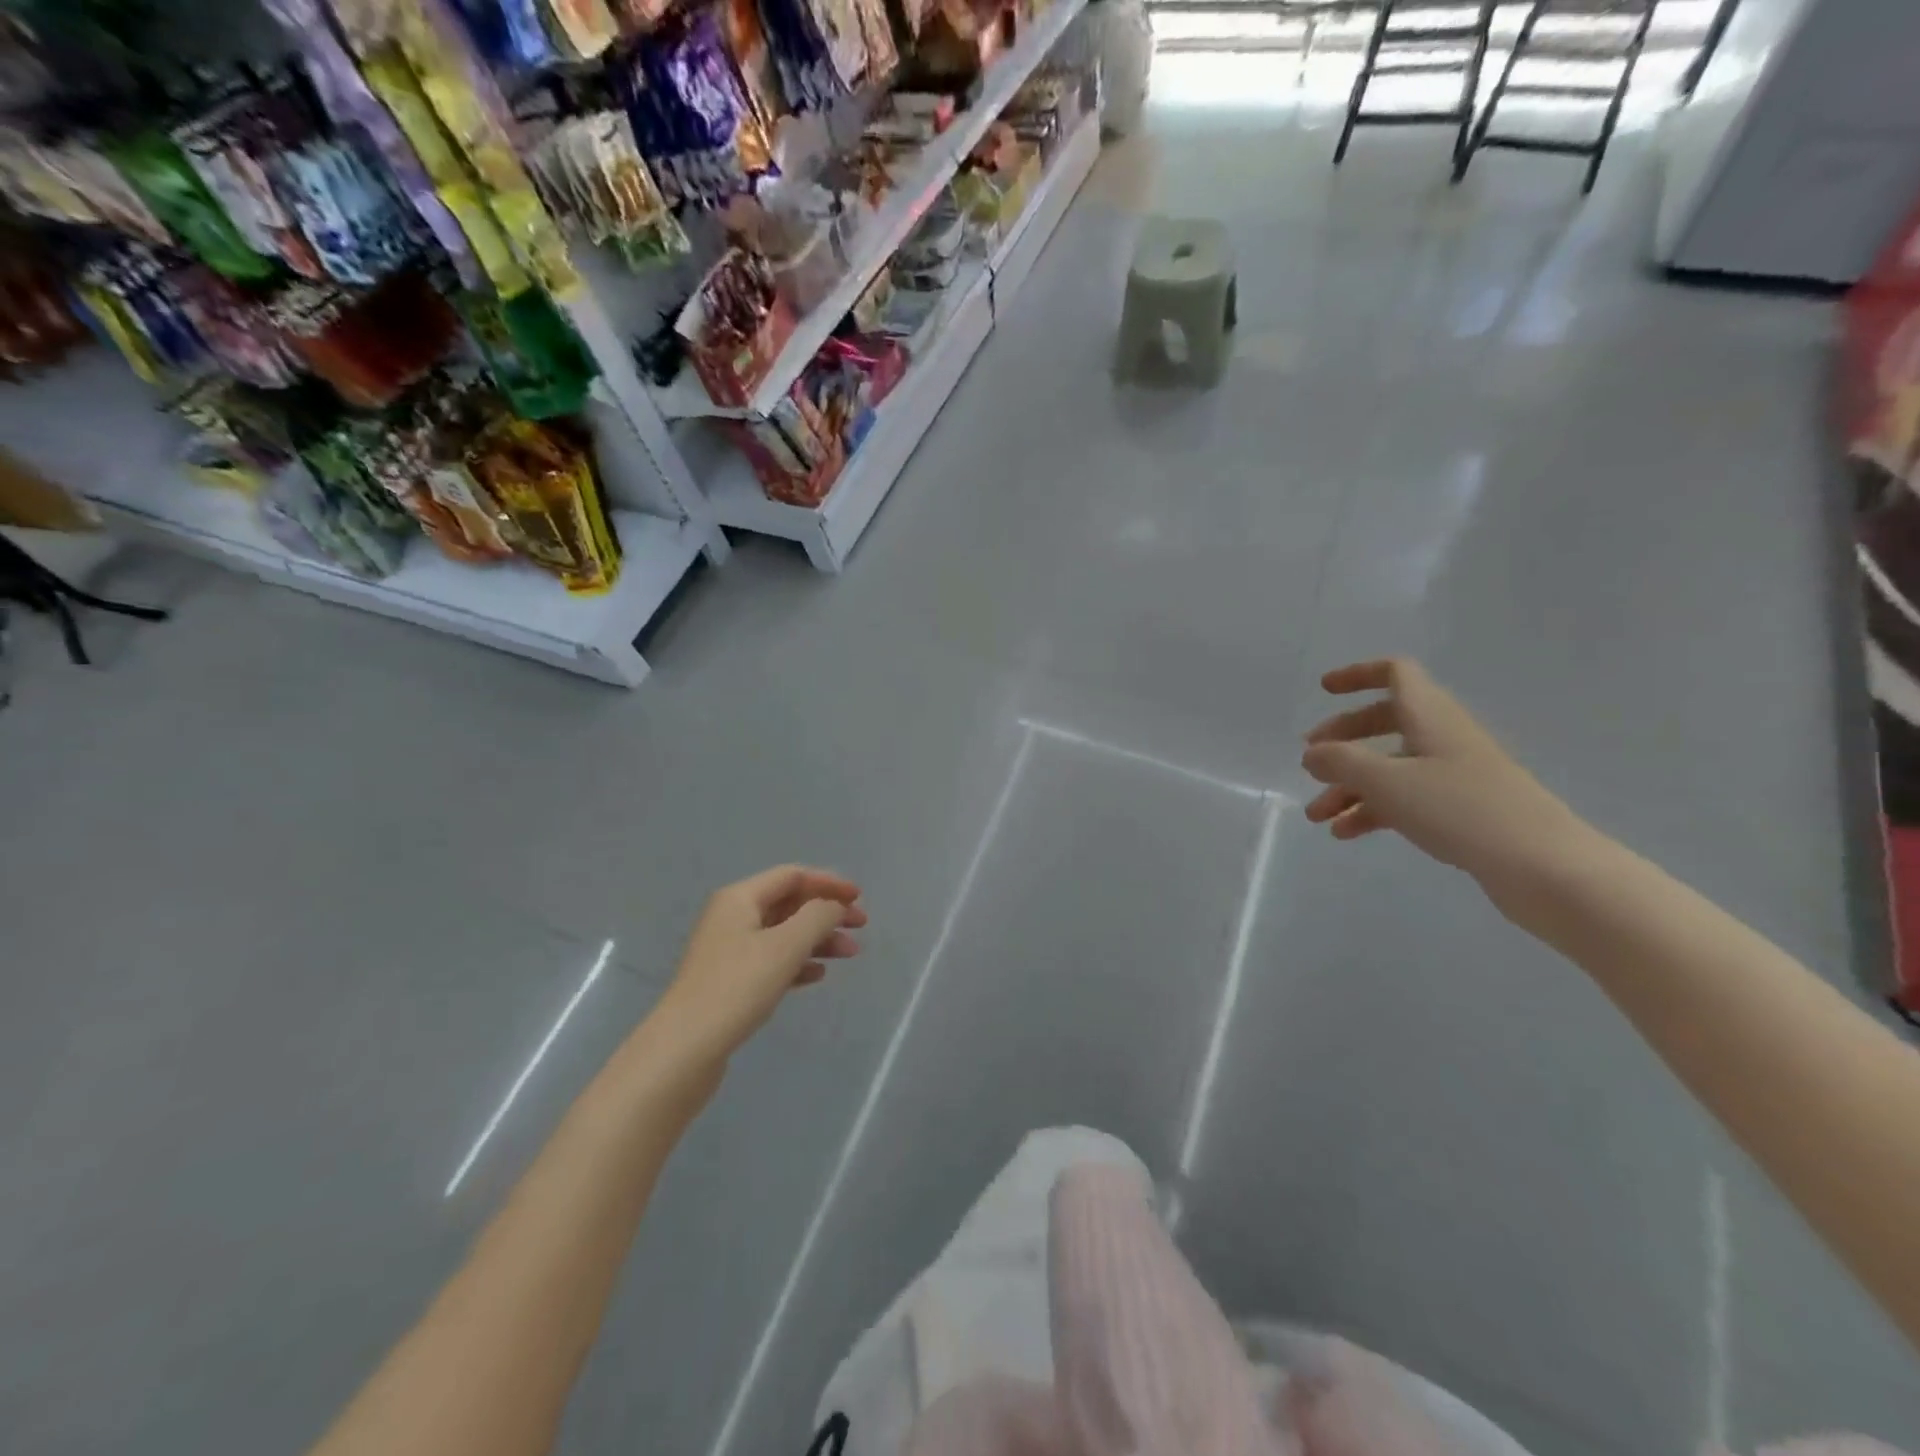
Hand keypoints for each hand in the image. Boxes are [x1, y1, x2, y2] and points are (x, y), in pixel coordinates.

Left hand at [661, 866, 866, 1057]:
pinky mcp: (731, 982)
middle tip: (861, 927)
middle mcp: (732, 917)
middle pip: (789, 903)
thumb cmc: (737, 988)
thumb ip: (817, 917)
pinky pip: (773, 960)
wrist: (684, 1050)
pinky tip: (818, 975)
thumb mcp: (785, 946)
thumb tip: (834, 905)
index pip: (792, 876)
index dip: (828, 882)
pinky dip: (799, 962)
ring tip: (849, 955)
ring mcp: (730, 951)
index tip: (859, 898)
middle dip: (827, 912)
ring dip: (818, 939)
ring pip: (784, 933)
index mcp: (740, 898)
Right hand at [1301, 659, 1583, 885]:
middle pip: (1385, 721)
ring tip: (1317, 816)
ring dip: (1349, 786)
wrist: (1543, 867)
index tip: (1323, 691)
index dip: (1358, 675)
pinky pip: (1405, 799)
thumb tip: (1312, 753)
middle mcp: (1443, 737)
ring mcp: (1454, 775)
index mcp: (1430, 717)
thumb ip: (1341, 761)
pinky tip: (1345, 833)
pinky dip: (1372, 810)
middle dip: (1343, 739)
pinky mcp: (1461, 810)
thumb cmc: (1460, 810)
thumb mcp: (1387, 781)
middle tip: (1311, 761)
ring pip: (1390, 767)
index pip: (1395, 675)